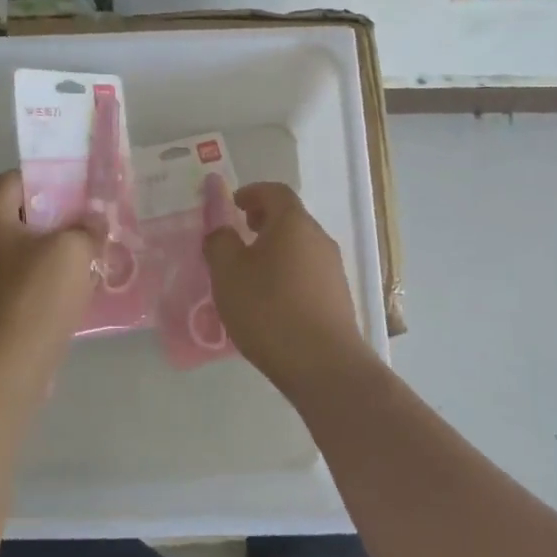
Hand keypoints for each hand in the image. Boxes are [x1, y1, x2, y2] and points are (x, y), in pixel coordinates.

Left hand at [0, 170, 99, 403]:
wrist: (6, 369)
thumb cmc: (35, 298)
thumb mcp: (72, 250)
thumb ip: (87, 226)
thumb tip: (94, 220)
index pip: (15, 178)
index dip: (49, 176)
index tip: (83, 186)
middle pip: (24, 213)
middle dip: (62, 214)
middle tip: (96, 219)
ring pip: (30, 248)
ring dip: (62, 248)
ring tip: (96, 251)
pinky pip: (30, 278)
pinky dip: (54, 276)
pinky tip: (82, 285)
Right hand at [202, 180, 372, 390]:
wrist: (323, 364)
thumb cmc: (269, 309)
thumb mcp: (228, 273)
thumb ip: (219, 241)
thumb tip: (220, 226)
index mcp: (293, 223)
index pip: (274, 191)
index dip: (251, 192)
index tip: (232, 205)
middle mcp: (318, 238)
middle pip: (290, 218)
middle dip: (262, 221)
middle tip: (239, 235)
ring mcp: (333, 268)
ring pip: (299, 246)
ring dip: (275, 249)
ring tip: (250, 272)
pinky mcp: (338, 297)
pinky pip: (307, 272)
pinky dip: (287, 272)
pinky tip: (271, 300)